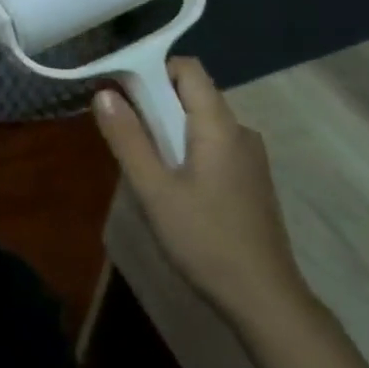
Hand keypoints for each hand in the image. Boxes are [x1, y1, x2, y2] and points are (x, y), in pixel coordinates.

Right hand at [93, 57, 314, 328]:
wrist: (264, 298)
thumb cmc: (204, 239)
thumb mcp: (154, 190)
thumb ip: (128, 139)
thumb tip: (104, 93)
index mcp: (220, 125)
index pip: (188, 69)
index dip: (152, 70)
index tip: (121, 91)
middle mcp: (240, 131)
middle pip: (194, 94)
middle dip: (155, 102)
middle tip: (123, 131)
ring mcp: (250, 157)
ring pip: (202, 122)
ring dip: (169, 129)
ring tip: (143, 163)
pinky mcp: (251, 180)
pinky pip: (214, 146)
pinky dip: (187, 149)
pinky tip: (173, 186)